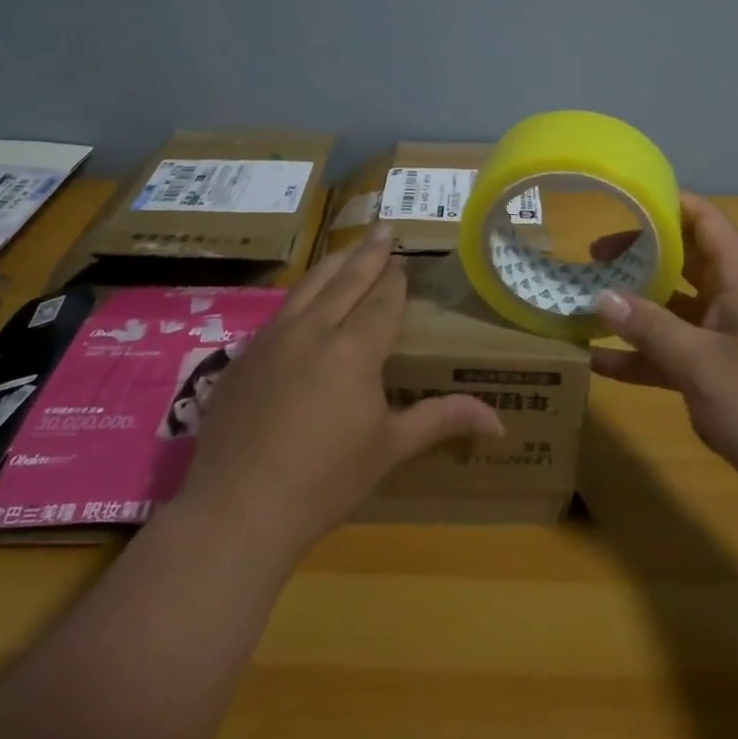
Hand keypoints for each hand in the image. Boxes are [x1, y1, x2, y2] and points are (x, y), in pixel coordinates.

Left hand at [181, 225, 503, 556]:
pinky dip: (300, 294)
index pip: (382, 300)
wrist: (237, 510)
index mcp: (355, 348)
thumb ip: (442, 420)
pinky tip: (303, 298)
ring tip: (349, 247)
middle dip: (369, 253)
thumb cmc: (325, 481)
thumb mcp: (390, 449)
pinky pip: (279, 312)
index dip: (395, 280)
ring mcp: (272, 339)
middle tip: (384, 228)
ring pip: (308, 286)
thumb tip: (500, 422)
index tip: (404, 262)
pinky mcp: (243, 357)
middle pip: (346, 279)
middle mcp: (314, 330)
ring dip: (333, 263)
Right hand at [591, 193, 737, 501]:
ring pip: (672, 310)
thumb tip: (602, 296)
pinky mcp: (719, 374)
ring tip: (584, 305)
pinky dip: (641, 356)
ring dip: (633, 309)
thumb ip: (652, 329)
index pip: (705, 221)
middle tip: (591, 260)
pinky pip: (673, 353)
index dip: (668, 204)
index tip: (623, 202)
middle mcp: (731, 300)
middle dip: (637, 257)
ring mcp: (725, 338)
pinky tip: (599, 364)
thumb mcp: (704, 365)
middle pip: (681, 262)